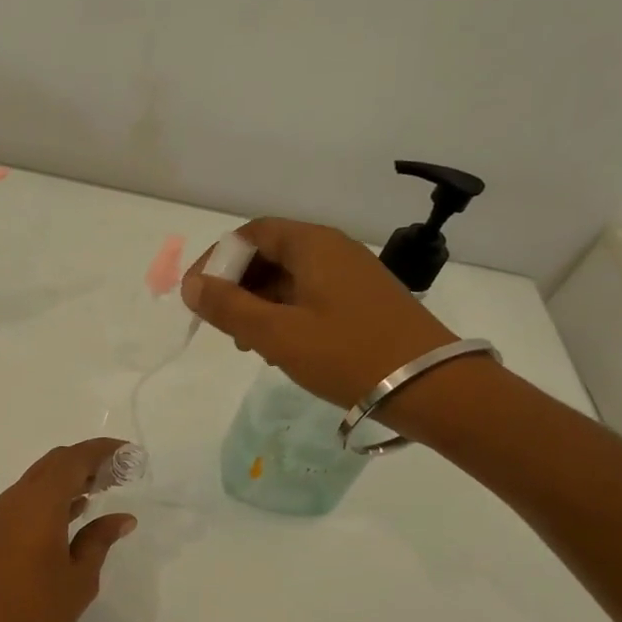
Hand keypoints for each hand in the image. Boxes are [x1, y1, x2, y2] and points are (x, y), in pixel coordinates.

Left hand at [0, 439, 136, 621]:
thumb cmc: (36, 611)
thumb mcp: (80, 577)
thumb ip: (100, 540)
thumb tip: (122, 518)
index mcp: (41, 502)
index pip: (74, 459)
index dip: (103, 450)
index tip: (129, 453)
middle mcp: (19, 498)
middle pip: (56, 462)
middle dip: (88, 460)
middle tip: (121, 471)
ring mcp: (5, 515)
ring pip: (42, 479)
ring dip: (72, 477)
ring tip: (106, 487)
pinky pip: (32, 497)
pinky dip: (56, 495)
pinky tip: (78, 510)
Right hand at [182, 218, 458, 409]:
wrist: (430, 386)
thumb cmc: (347, 354)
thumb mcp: (277, 333)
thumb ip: (228, 307)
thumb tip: (191, 285)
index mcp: (312, 244)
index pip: (251, 234)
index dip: (216, 261)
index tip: (196, 296)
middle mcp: (332, 250)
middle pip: (269, 254)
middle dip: (236, 285)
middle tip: (219, 324)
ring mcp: (350, 276)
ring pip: (288, 278)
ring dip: (257, 304)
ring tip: (246, 343)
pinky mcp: (361, 302)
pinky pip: (309, 296)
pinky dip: (284, 315)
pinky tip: (279, 348)